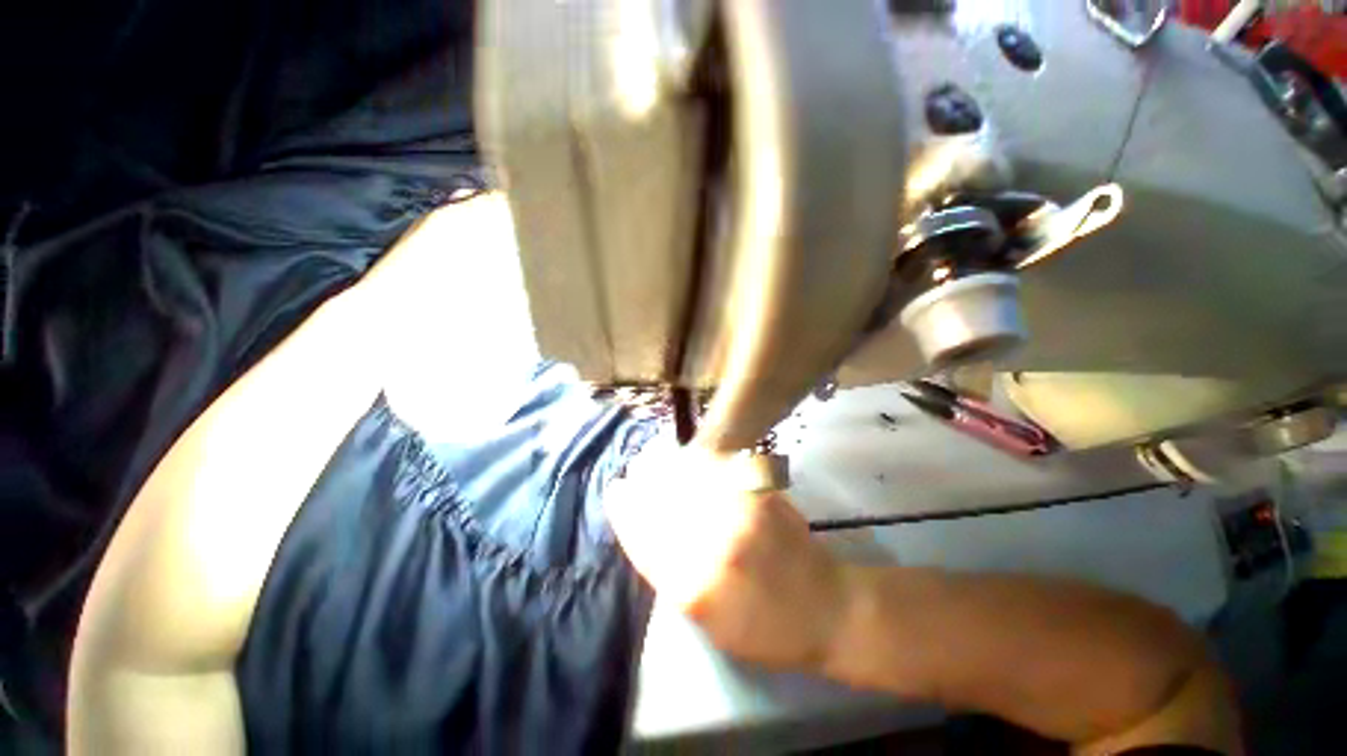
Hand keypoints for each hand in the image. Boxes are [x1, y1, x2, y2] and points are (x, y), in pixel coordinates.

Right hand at [605, 434, 849, 670]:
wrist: (826, 608)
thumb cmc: (765, 629)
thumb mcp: (709, 622)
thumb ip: (675, 577)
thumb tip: (650, 532)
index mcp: (694, 586)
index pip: (644, 536)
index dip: (626, 509)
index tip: (616, 490)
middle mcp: (713, 545)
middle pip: (663, 501)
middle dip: (644, 483)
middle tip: (635, 471)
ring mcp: (738, 515)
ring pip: (687, 479)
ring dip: (668, 467)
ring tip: (658, 461)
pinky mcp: (759, 496)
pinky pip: (717, 471)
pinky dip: (699, 463)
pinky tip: (692, 461)